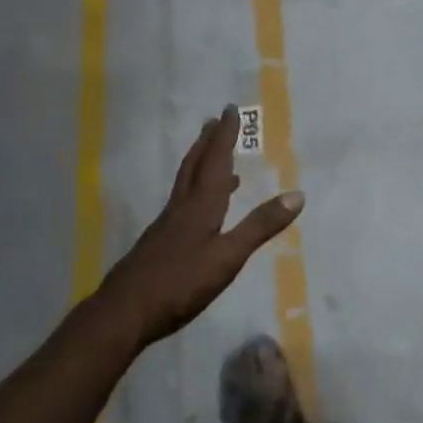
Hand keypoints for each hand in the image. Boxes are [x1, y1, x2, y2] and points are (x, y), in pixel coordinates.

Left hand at [90, 106, 303, 350]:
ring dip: (201, 166)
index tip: (229, 110)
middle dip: (207, 143)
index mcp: (200, 207)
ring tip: (217, 160)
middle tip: (213, 121)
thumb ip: (260, 226)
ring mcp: (166, 227)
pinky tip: (200, 211)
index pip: (216, 163)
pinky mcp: (159, 244)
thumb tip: (298, 195)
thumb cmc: (180, 283)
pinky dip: (196, 193)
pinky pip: (182, 204)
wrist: (124, 312)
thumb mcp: (228, 257)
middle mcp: (181, 209)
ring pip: (186, 185)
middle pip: (194, 167)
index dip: (225, 137)